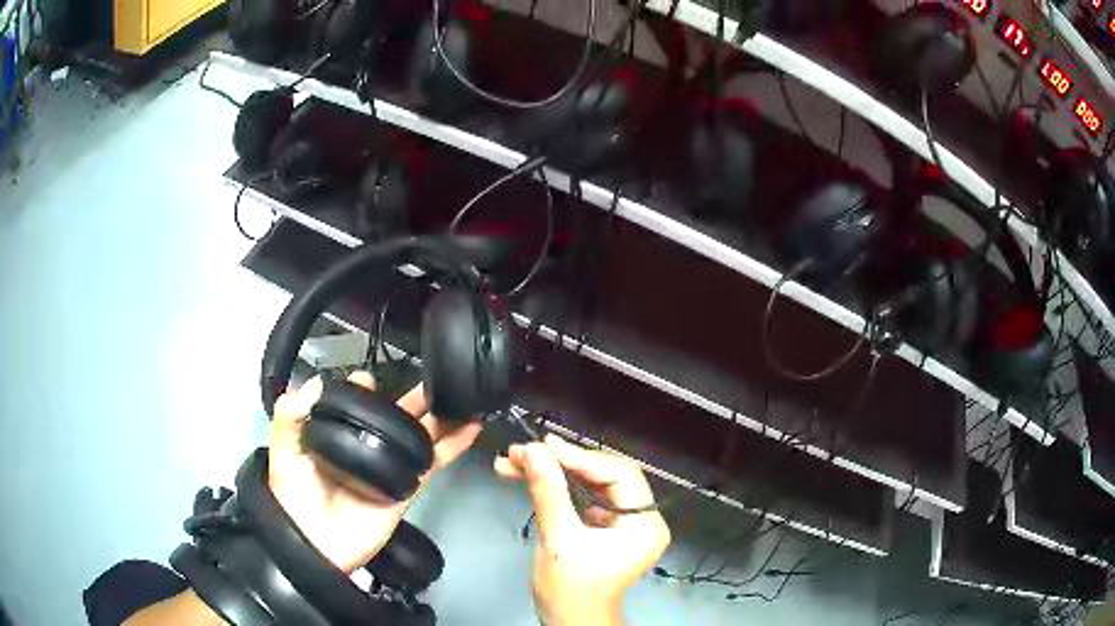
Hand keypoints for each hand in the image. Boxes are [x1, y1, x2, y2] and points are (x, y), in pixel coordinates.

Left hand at [269, 372, 482, 572]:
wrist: (317, 544)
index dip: (363, 389)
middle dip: (414, 396)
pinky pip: (433, 461)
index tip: (368, 381)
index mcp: (336, 434)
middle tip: (437, 376)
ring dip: (440, 415)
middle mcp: (365, 445)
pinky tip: (471, 426)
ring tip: (462, 395)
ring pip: (419, 434)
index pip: (355, 404)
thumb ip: (290, 415)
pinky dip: (454, 444)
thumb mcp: (284, 451)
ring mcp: (389, 465)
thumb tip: (316, 382)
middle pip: (394, 415)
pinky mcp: (408, 486)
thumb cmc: (295, 496)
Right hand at [495, 435, 671, 625]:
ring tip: (514, 461)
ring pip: (589, 482)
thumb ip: (549, 493)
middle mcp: (641, 518)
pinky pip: (581, 496)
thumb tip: (533, 450)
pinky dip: (555, 487)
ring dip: (553, 471)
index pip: (619, 474)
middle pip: (604, 475)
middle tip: (524, 451)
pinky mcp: (603, 527)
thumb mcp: (559, 541)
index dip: (581, 457)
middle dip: (562, 462)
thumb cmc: (570, 589)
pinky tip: (524, 477)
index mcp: (645, 524)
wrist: (569, 622)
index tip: (542, 445)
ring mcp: (622, 522)